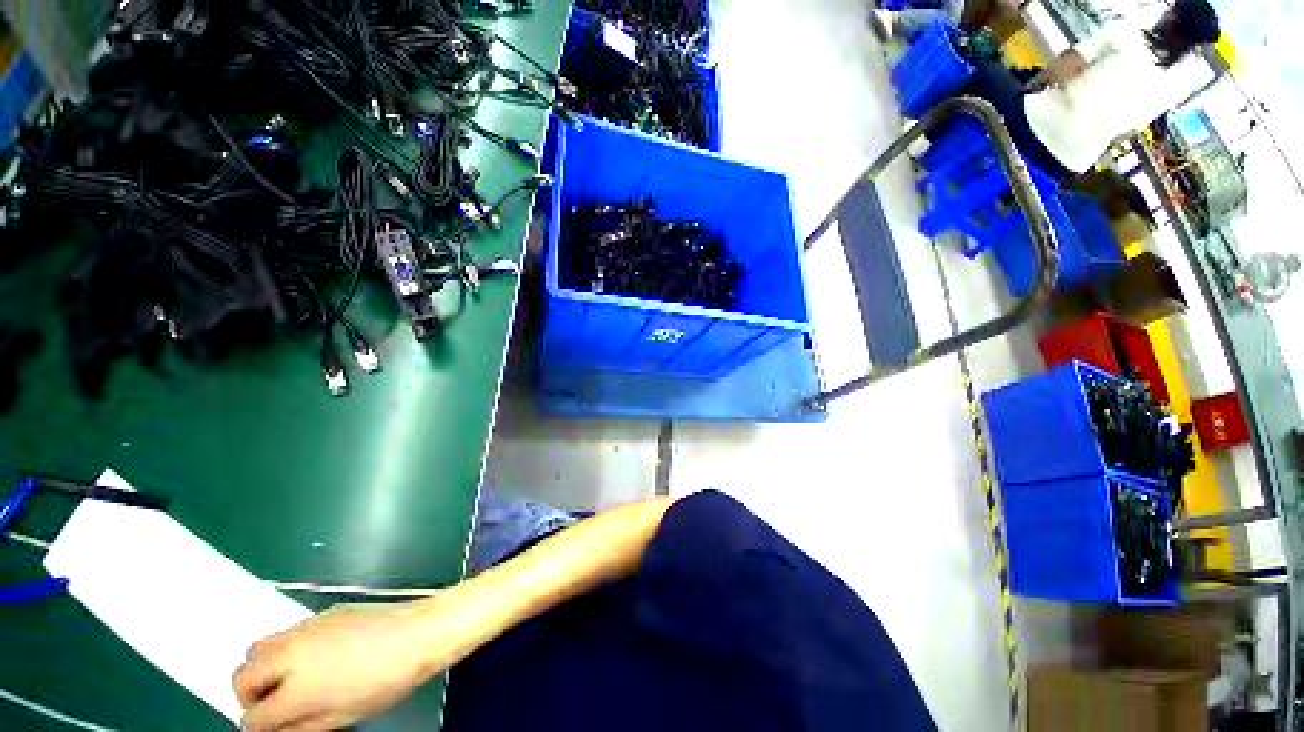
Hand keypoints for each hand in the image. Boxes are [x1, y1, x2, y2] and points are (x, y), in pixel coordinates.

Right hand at [234, 603, 436, 730]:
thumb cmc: (386, 680)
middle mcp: (291, 654)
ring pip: (259, 647)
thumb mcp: (342, 717)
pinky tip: (312, 658)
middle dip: (249, 695)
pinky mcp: (322, 613)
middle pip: (242, 674)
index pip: (254, 715)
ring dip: (262, 668)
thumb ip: (300, 727)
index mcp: (295, 688)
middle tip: (272, 705)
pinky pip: (287, 633)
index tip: (271, 728)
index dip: (259, 728)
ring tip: (286, 681)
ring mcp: (306, 628)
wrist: (418, 633)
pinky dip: (285, 649)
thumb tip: (276, 730)